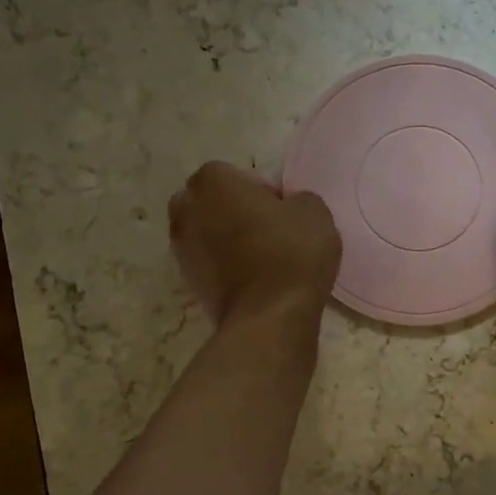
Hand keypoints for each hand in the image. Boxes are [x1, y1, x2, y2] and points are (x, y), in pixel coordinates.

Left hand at [169, 163, 341, 326]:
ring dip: (230, 240)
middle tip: (271, 233)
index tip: (285, 216)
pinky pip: (210, 262)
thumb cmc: (291, 254)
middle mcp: (186, 208)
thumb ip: (297, 199)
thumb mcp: (315, 213)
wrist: (268, 317)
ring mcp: (180, 247)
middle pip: (216, 202)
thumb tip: (287, 209)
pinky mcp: (187, 281)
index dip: (266, 195)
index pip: (241, 177)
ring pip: (210, 233)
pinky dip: (226, 266)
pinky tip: (254, 281)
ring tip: (263, 260)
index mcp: (212, 181)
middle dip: (237, 212)